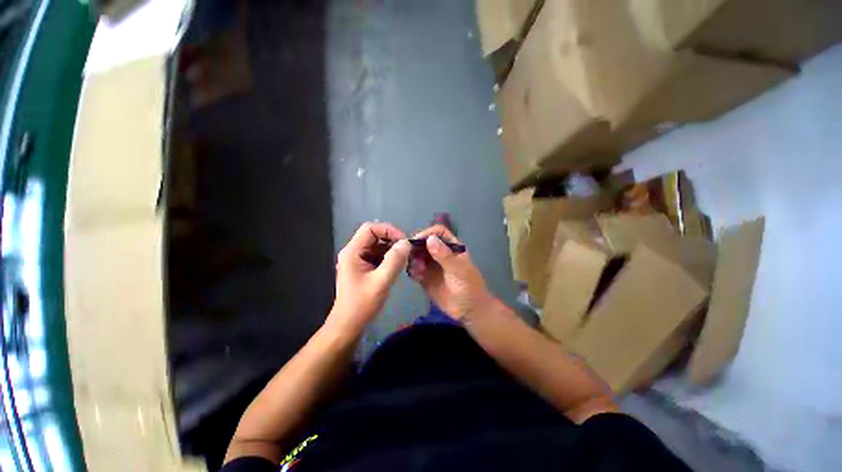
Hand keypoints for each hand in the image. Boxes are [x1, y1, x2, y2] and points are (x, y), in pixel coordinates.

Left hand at [327, 222, 411, 334]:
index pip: (370, 228)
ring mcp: (357, 260)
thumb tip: (406, 243)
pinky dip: (389, 257)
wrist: (348, 325)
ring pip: (377, 245)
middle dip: (392, 240)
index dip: (388, 230)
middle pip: (374, 235)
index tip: (404, 241)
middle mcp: (353, 252)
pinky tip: (398, 266)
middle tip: (407, 250)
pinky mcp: (363, 268)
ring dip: (391, 249)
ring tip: (405, 258)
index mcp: (352, 252)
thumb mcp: (381, 282)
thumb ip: (394, 261)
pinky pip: (377, 255)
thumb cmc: (361, 305)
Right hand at [409, 225, 496, 320]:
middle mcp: (440, 253)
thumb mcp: (459, 270)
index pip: (438, 232)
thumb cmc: (469, 287)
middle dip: (416, 246)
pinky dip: (412, 270)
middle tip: (408, 255)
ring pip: (418, 255)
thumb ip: (444, 255)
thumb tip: (429, 239)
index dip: (427, 233)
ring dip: (413, 259)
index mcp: (452, 247)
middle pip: (424, 242)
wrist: (470, 311)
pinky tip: (414, 276)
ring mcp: (432, 265)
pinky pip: (415, 270)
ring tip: (415, 268)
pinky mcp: (425, 277)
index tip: (416, 241)